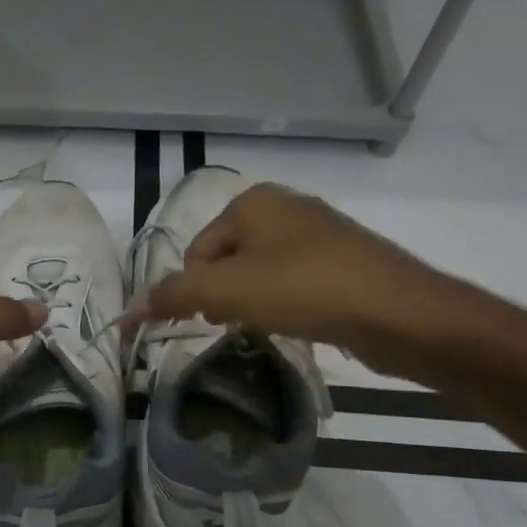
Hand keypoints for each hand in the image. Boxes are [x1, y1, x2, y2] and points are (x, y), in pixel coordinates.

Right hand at [126, 182, 469, 378]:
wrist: (401, 313)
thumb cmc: (306, 290)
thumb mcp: (227, 292)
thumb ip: (172, 296)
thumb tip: (125, 312)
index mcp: (251, 201)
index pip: (195, 252)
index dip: (197, 291)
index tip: (218, 318)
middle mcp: (284, 206)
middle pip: (226, 261)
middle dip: (225, 297)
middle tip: (243, 323)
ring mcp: (318, 232)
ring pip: (259, 273)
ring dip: (254, 303)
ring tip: (274, 325)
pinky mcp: (344, 260)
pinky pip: (293, 281)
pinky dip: (286, 303)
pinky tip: (301, 322)